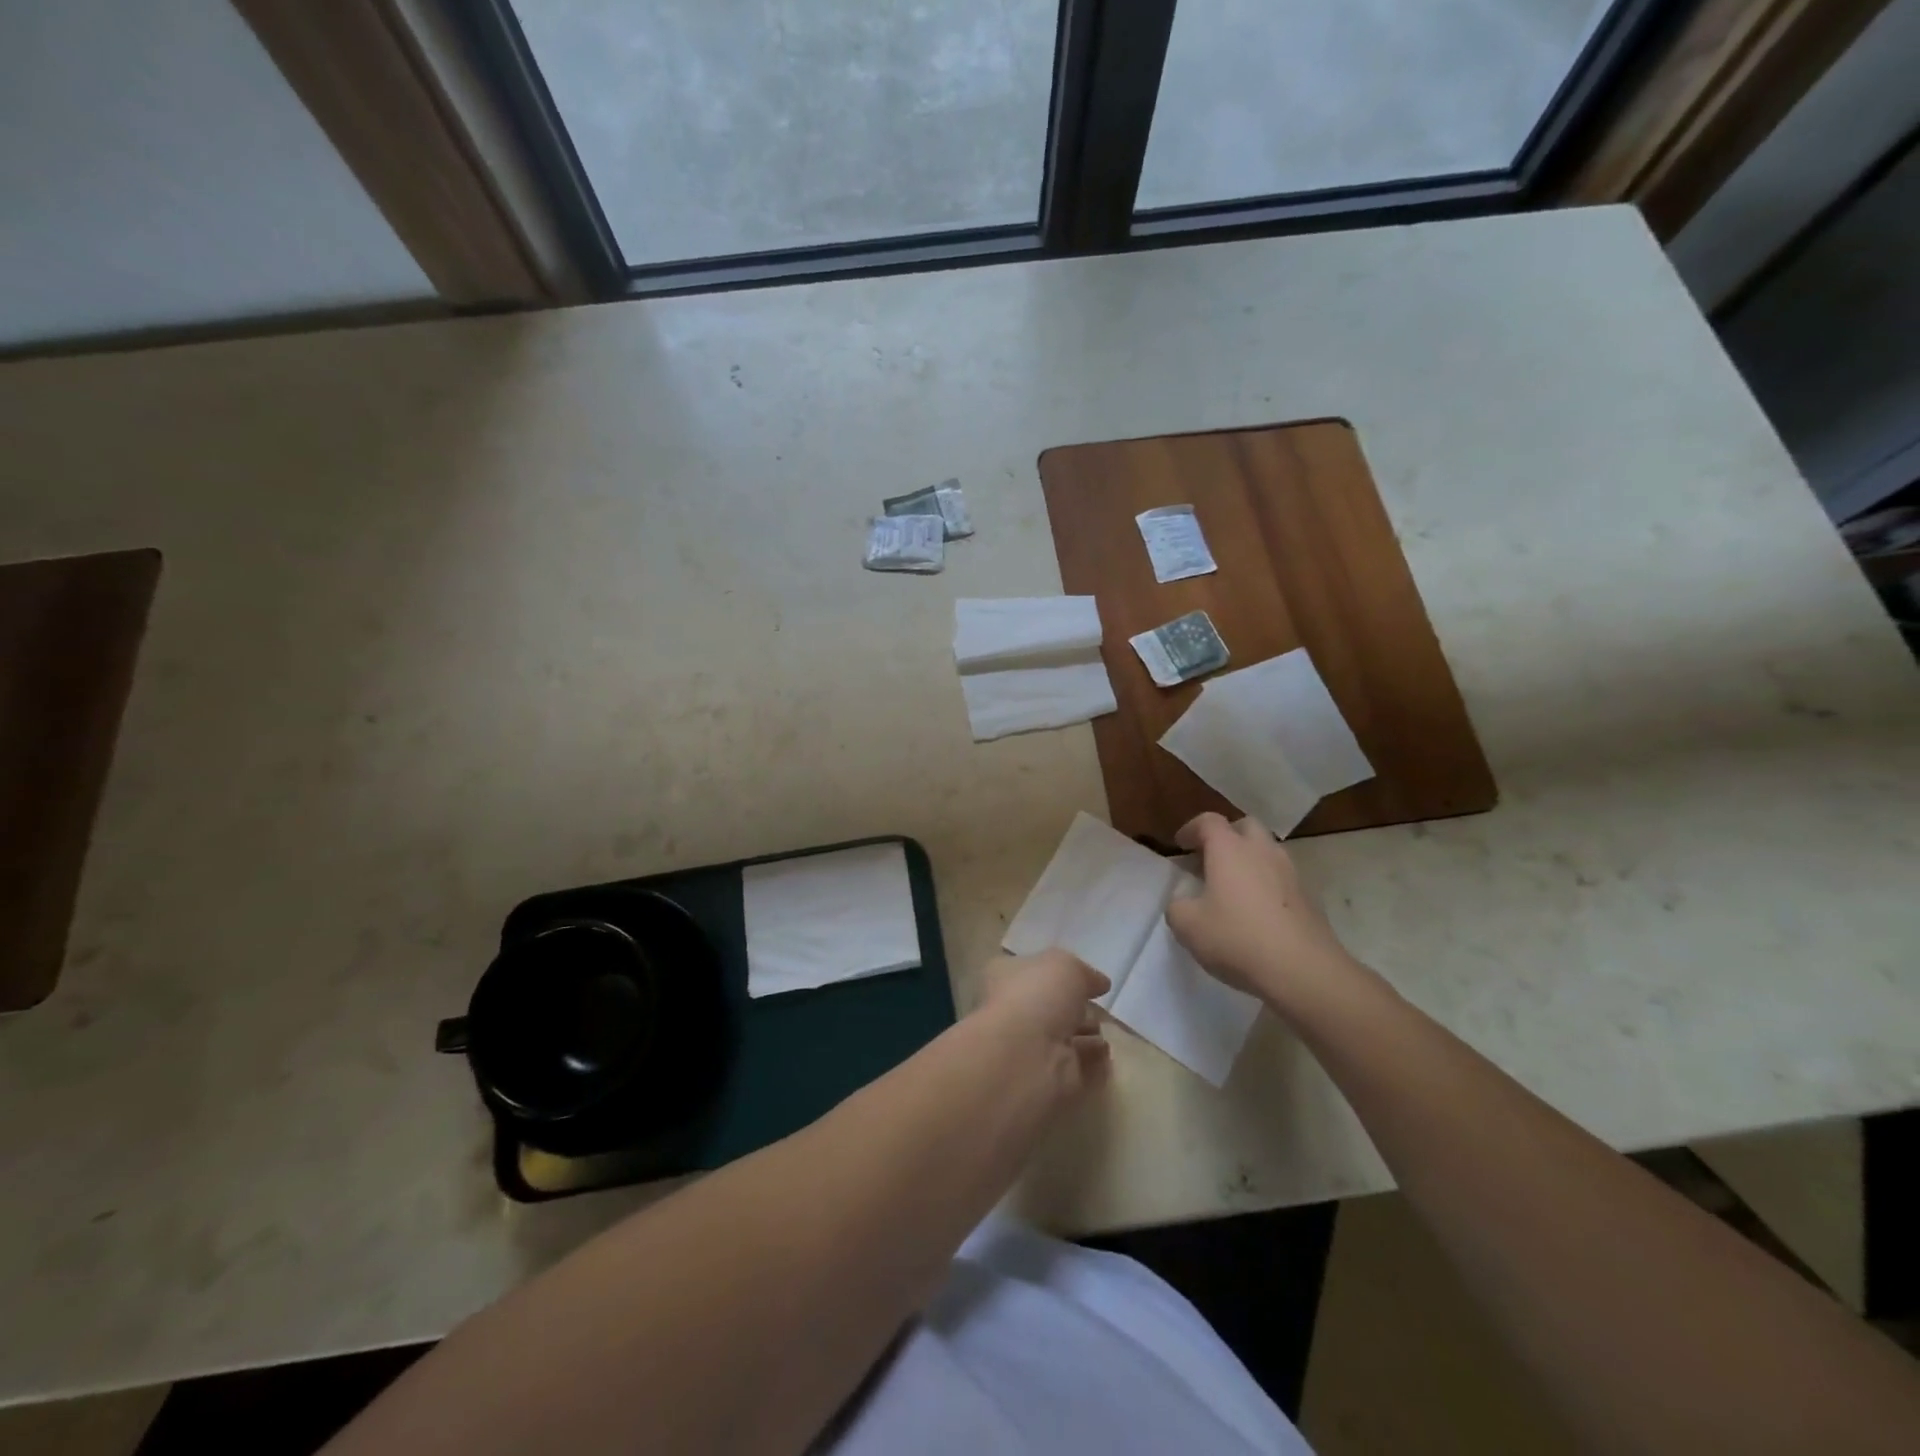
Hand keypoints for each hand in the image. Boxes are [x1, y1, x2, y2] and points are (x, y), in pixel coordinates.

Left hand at [975, 950, 1111, 1100]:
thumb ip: (1084, 972)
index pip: (1032, 972)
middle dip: (1076, 1009)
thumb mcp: (1065, 965)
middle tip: (1102, 1009)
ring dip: (1087, 1037)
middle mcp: (1016, 1012)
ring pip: (1064, 1039)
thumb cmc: (1037, 996)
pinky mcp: (1051, 1080)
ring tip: (1110, 1031)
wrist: (1026, 1055)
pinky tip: (1109, 1055)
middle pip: (1050, 1008)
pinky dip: (1094, 1064)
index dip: (1059, 974)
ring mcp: (1032, 1048)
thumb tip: (1099, 983)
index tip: (1088, 981)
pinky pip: (1078, 1068)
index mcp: (1007, 977)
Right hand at [1166, 812, 1355, 1008]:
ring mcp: (1291, 873)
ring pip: (1268, 851)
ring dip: (1249, 860)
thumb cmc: (1237, 938)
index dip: (1191, 829)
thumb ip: (1177, 906)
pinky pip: (1282, 878)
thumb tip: (1184, 902)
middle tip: (1210, 859)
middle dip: (1226, 836)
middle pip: (1246, 826)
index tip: (1180, 845)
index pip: (1208, 821)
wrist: (1303, 971)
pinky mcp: (1310, 898)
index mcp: (1229, 849)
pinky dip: (1267, 884)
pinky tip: (1258, 911)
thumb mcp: (1187, 926)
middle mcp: (1262, 851)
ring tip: (1234, 887)